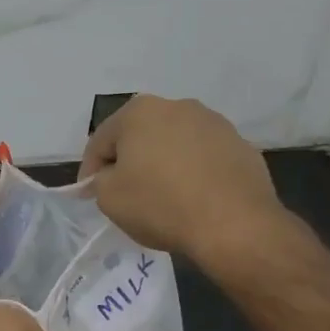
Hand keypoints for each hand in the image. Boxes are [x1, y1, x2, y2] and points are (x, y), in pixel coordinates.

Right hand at [78, 95, 286, 267]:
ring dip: (162, 164)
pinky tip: (192, 199)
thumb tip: (106, 178)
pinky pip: (203, 158)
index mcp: (139, 112)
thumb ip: (99, 182)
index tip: (89, 194)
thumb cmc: (161, 205)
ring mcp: (214, 123)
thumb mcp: (109, 198)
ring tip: (162, 197)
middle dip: (128, 161)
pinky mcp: (240, 145)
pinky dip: (192, 173)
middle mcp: (177, 106)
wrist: (235, 224)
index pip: (100, 141)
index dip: (90, 170)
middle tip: (124, 193)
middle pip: (139, 136)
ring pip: (173, 144)